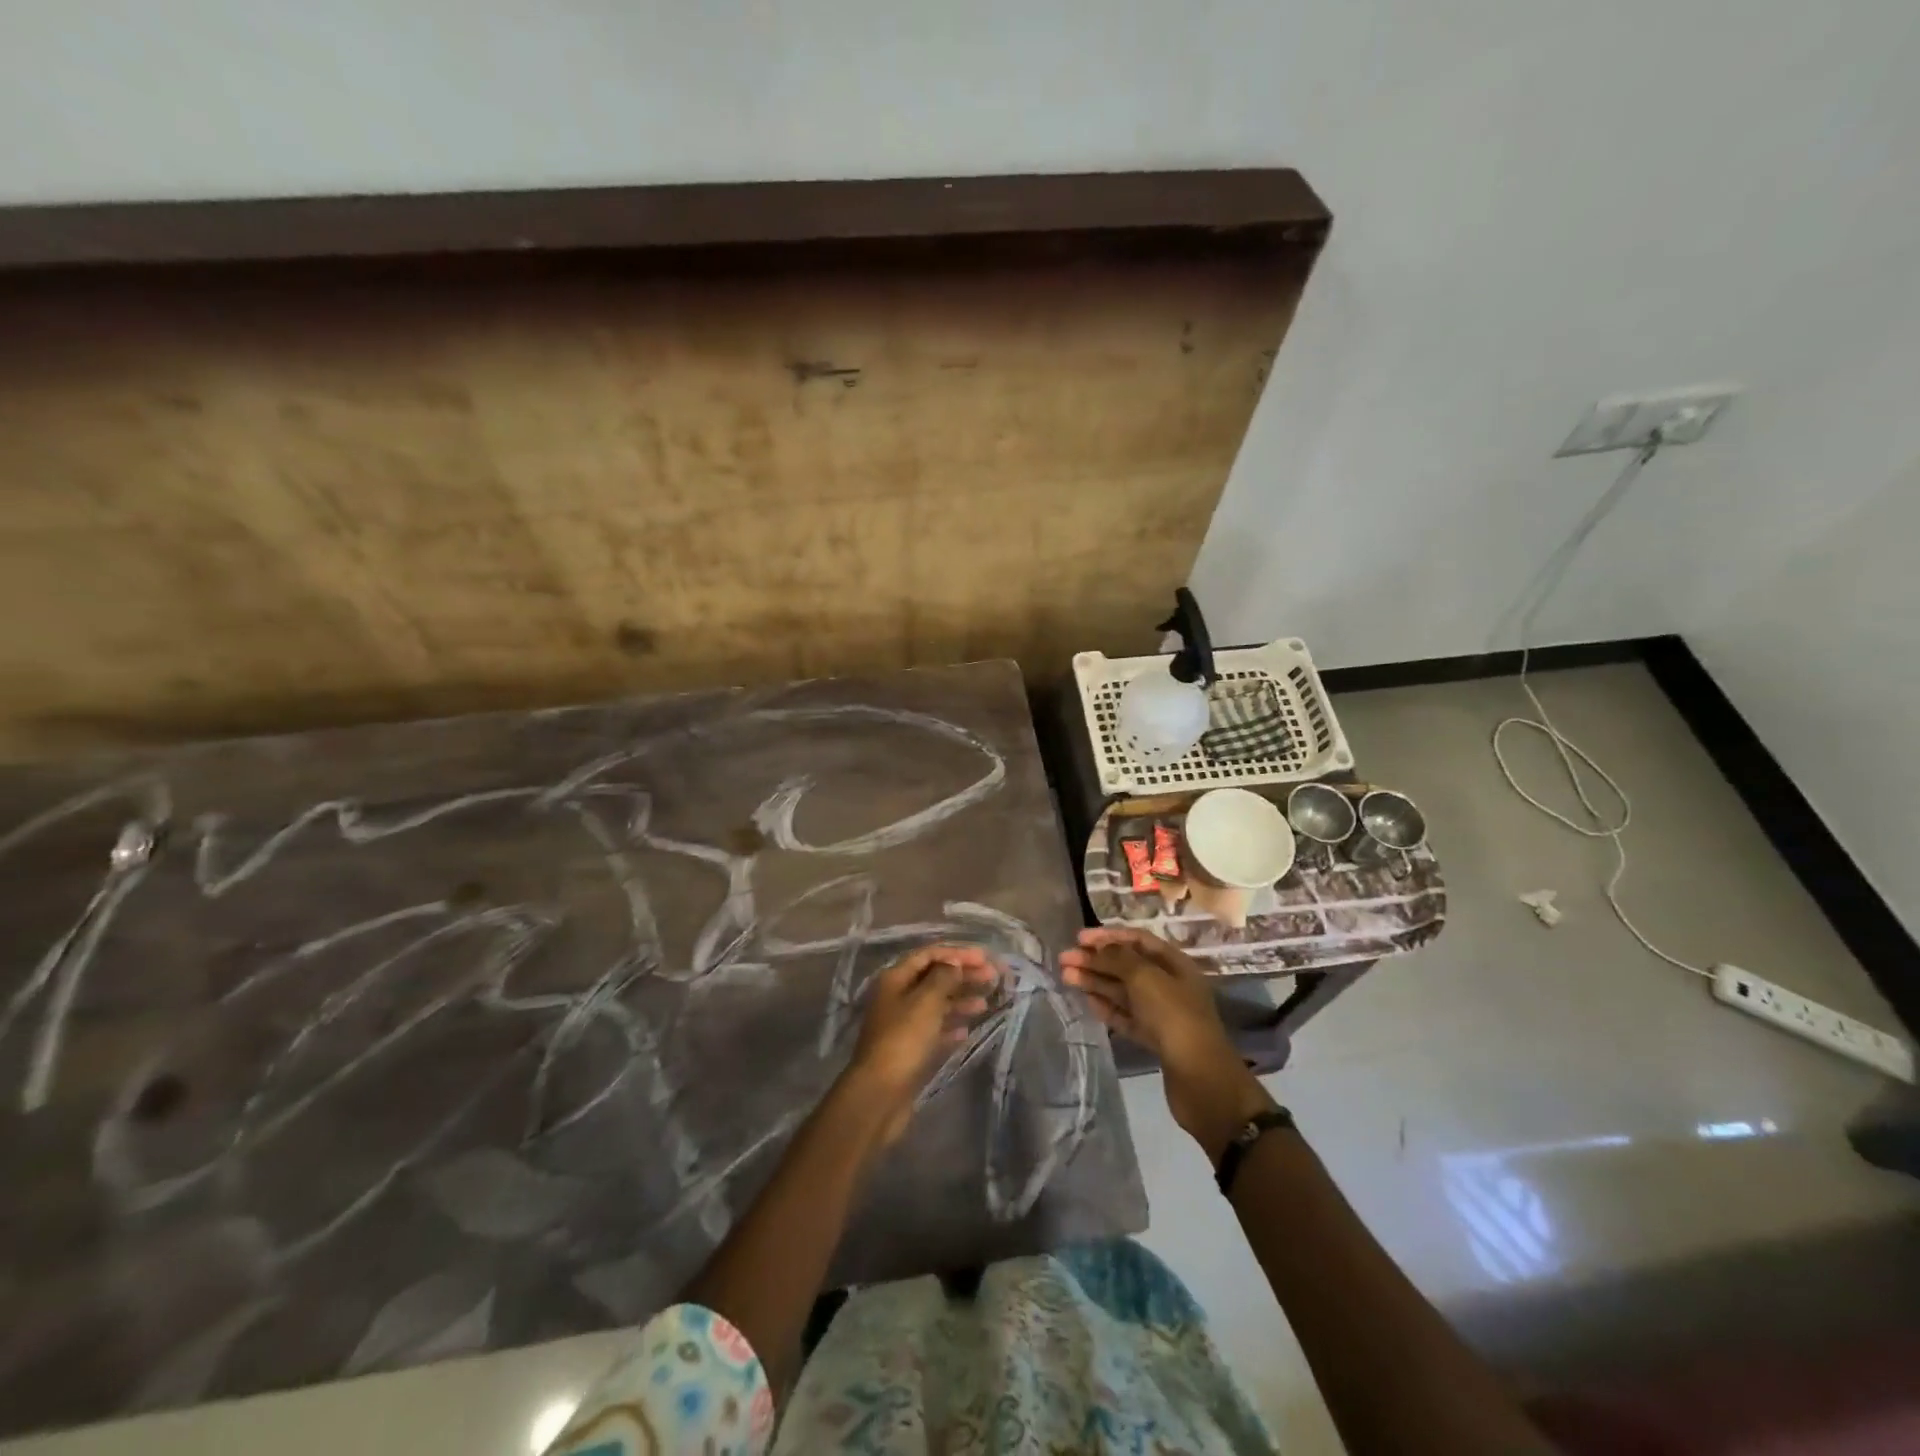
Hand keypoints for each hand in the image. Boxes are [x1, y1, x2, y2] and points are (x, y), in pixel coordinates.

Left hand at [848, 944, 997, 1143]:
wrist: (881, 1094)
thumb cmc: (904, 1040)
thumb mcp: (926, 1001)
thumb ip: (943, 977)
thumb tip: (953, 963)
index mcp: (895, 979)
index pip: (929, 955)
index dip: (957, 953)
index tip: (985, 958)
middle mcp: (897, 997)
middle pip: (934, 978)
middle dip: (963, 975)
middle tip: (992, 978)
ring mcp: (902, 1025)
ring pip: (936, 1005)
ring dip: (960, 1000)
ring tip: (985, 1004)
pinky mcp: (909, 1050)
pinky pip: (934, 1030)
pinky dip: (951, 1027)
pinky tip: (967, 1030)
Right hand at [1060, 927, 1274, 1160]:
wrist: (1201, 1078)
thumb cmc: (1174, 1017)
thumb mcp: (1145, 978)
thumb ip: (1118, 958)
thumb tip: (1098, 948)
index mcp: (1175, 964)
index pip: (1138, 940)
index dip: (1108, 936)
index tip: (1079, 938)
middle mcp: (1169, 985)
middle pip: (1127, 965)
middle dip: (1096, 960)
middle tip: (1064, 960)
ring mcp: (1162, 1013)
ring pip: (1123, 991)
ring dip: (1096, 981)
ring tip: (1067, 977)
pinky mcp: (1154, 1038)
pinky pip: (1126, 1016)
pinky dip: (1107, 1007)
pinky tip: (1087, 1001)